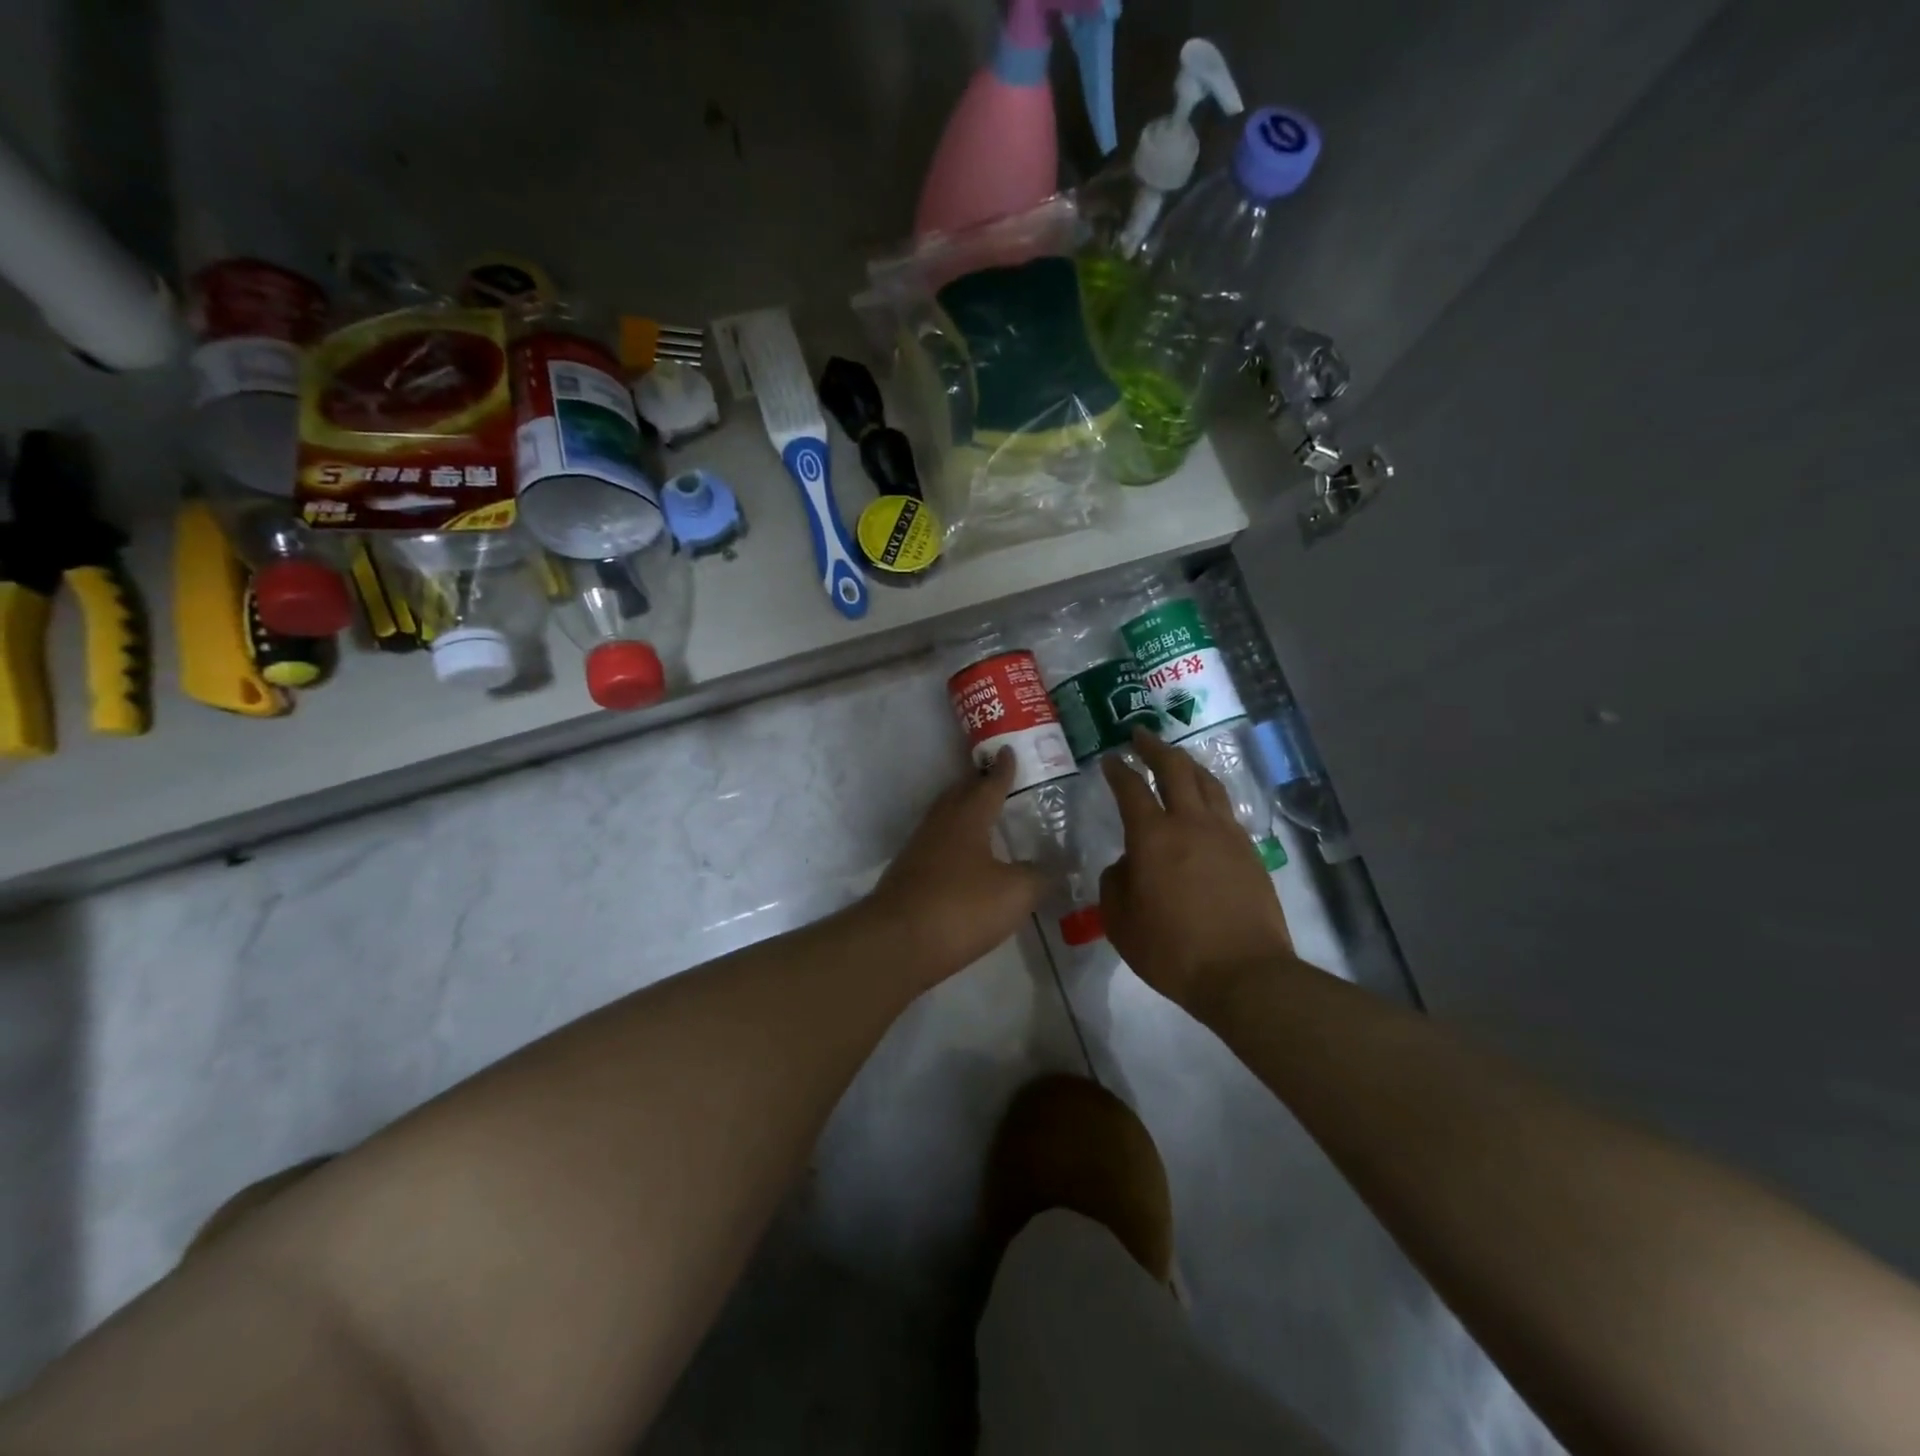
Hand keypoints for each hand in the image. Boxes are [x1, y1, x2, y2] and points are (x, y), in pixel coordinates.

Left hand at [868, 750, 1049, 980]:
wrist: (897, 943)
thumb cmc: (961, 907)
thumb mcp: (1015, 893)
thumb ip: (1039, 876)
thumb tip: (1058, 865)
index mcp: (968, 818)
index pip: (989, 785)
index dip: (1003, 770)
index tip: (1008, 751)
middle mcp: (940, 825)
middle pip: (960, 795)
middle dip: (978, 784)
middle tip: (995, 778)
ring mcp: (919, 849)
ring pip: (945, 819)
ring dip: (963, 811)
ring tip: (982, 815)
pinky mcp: (908, 874)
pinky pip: (937, 844)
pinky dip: (954, 840)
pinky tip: (964, 858)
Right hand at [1100, 729, 1294, 1008]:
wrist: (1244, 973)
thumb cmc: (1172, 950)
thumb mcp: (1120, 922)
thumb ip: (1115, 883)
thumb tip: (1127, 864)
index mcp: (1153, 837)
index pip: (1131, 789)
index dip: (1117, 770)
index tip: (1109, 758)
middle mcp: (1191, 823)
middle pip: (1175, 769)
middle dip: (1155, 748)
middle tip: (1141, 736)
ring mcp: (1226, 834)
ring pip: (1207, 782)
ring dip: (1187, 764)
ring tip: (1176, 759)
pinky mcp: (1249, 851)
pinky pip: (1225, 809)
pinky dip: (1209, 794)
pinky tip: (1205, 803)